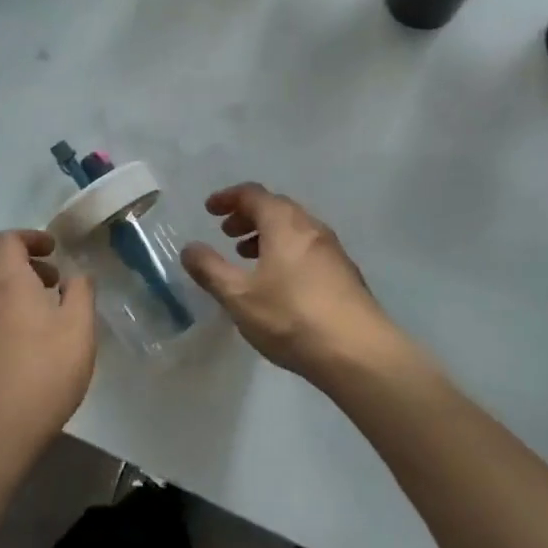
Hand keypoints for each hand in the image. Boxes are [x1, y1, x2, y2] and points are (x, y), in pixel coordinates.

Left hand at [0, 230, 97, 457]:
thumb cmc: (44, 371)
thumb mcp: (79, 327)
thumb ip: (81, 292)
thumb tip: (77, 275)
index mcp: (8, 282)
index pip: (7, 240)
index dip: (31, 237)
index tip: (55, 250)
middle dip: (24, 261)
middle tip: (53, 279)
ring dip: (16, 287)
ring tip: (49, 310)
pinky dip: (9, 311)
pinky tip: (34, 339)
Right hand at [181, 184, 397, 381]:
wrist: (359, 353)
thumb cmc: (292, 317)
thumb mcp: (239, 296)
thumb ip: (210, 269)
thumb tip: (189, 248)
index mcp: (284, 223)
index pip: (252, 194)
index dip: (228, 198)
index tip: (210, 210)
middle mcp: (310, 226)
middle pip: (275, 208)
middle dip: (248, 216)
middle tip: (227, 233)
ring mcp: (332, 249)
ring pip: (294, 229)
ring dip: (268, 235)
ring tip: (249, 257)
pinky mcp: (345, 273)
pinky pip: (308, 248)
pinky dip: (286, 251)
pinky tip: (280, 282)